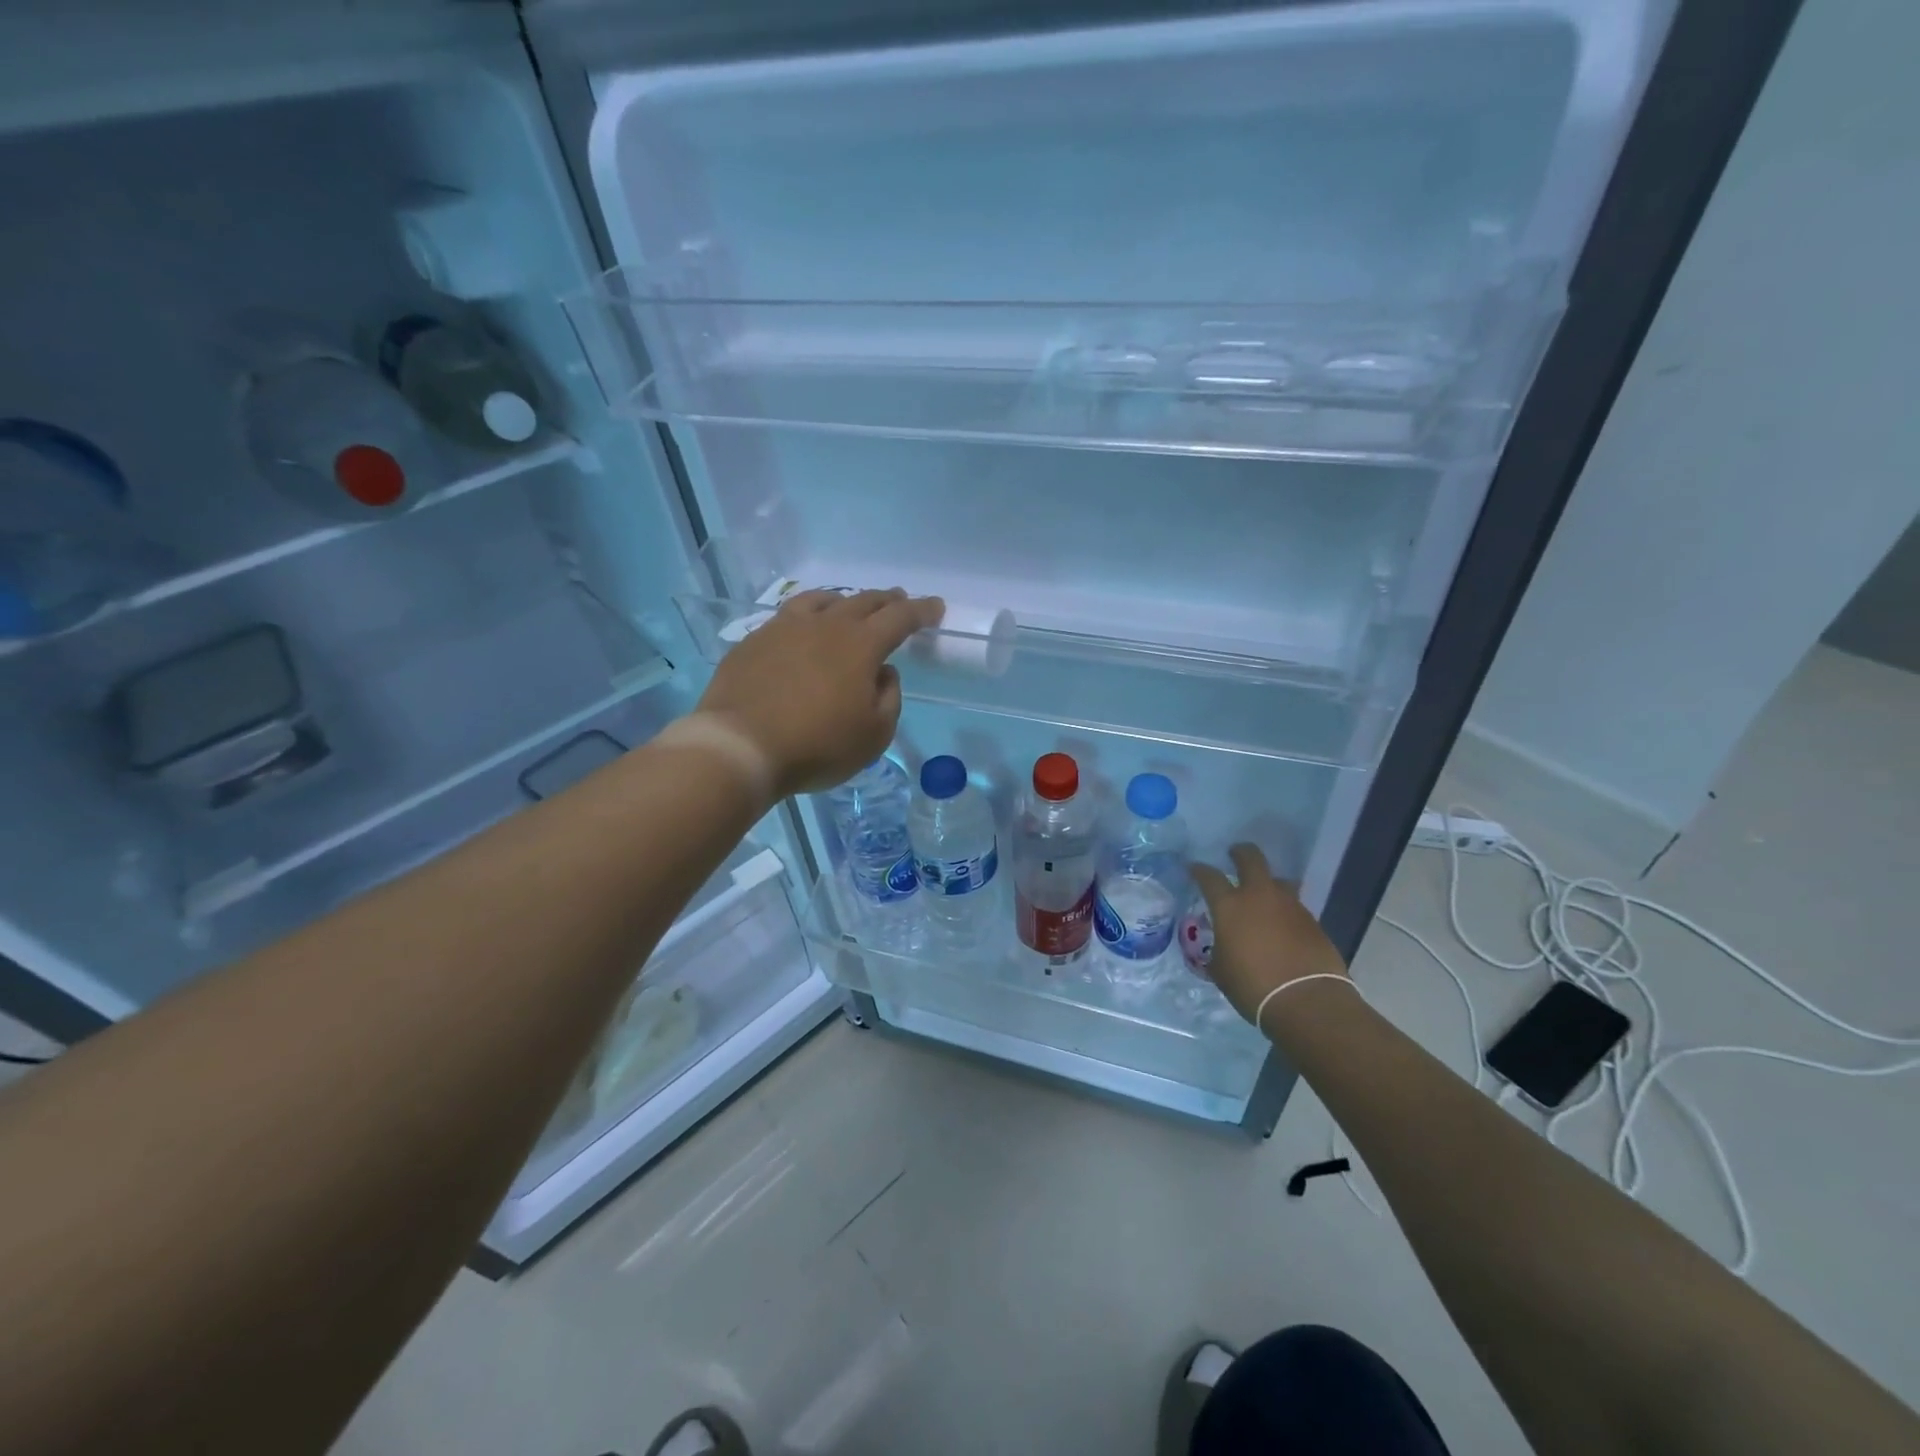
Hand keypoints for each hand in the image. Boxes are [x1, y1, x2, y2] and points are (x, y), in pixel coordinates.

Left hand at [697, 588, 944, 798]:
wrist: (740, 746)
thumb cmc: (817, 745)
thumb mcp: (873, 735)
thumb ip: (888, 698)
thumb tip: (882, 672)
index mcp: (861, 645)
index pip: (900, 618)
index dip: (921, 610)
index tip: (935, 606)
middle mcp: (825, 626)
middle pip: (863, 601)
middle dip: (886, 600)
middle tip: (899, 600)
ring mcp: (785, 628)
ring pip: (821, 601)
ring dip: (844, 600)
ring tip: (849, 605)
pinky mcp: (754, 640)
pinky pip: (788, 617)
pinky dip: (807, 616)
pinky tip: (802, 629)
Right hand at [1190, 844, 1348, 1029]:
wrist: (1307, 1001)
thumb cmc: (1253, 986)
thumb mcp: (1221, 970)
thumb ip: (1218, 950)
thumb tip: (1221, 946)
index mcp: (1230, 906)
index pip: (1209, 877)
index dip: (1200, 870)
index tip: (1194, 868)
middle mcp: (1260, 896)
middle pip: (1251, 859)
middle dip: (1241, 853)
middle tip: (1234, 855)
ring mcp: (1290, 906)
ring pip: (1279, 881)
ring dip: (1268, 883)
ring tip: (1263, 895)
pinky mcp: (1313, 921)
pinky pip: (1294, 907)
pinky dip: (1285, 911)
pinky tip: (1282, 927)